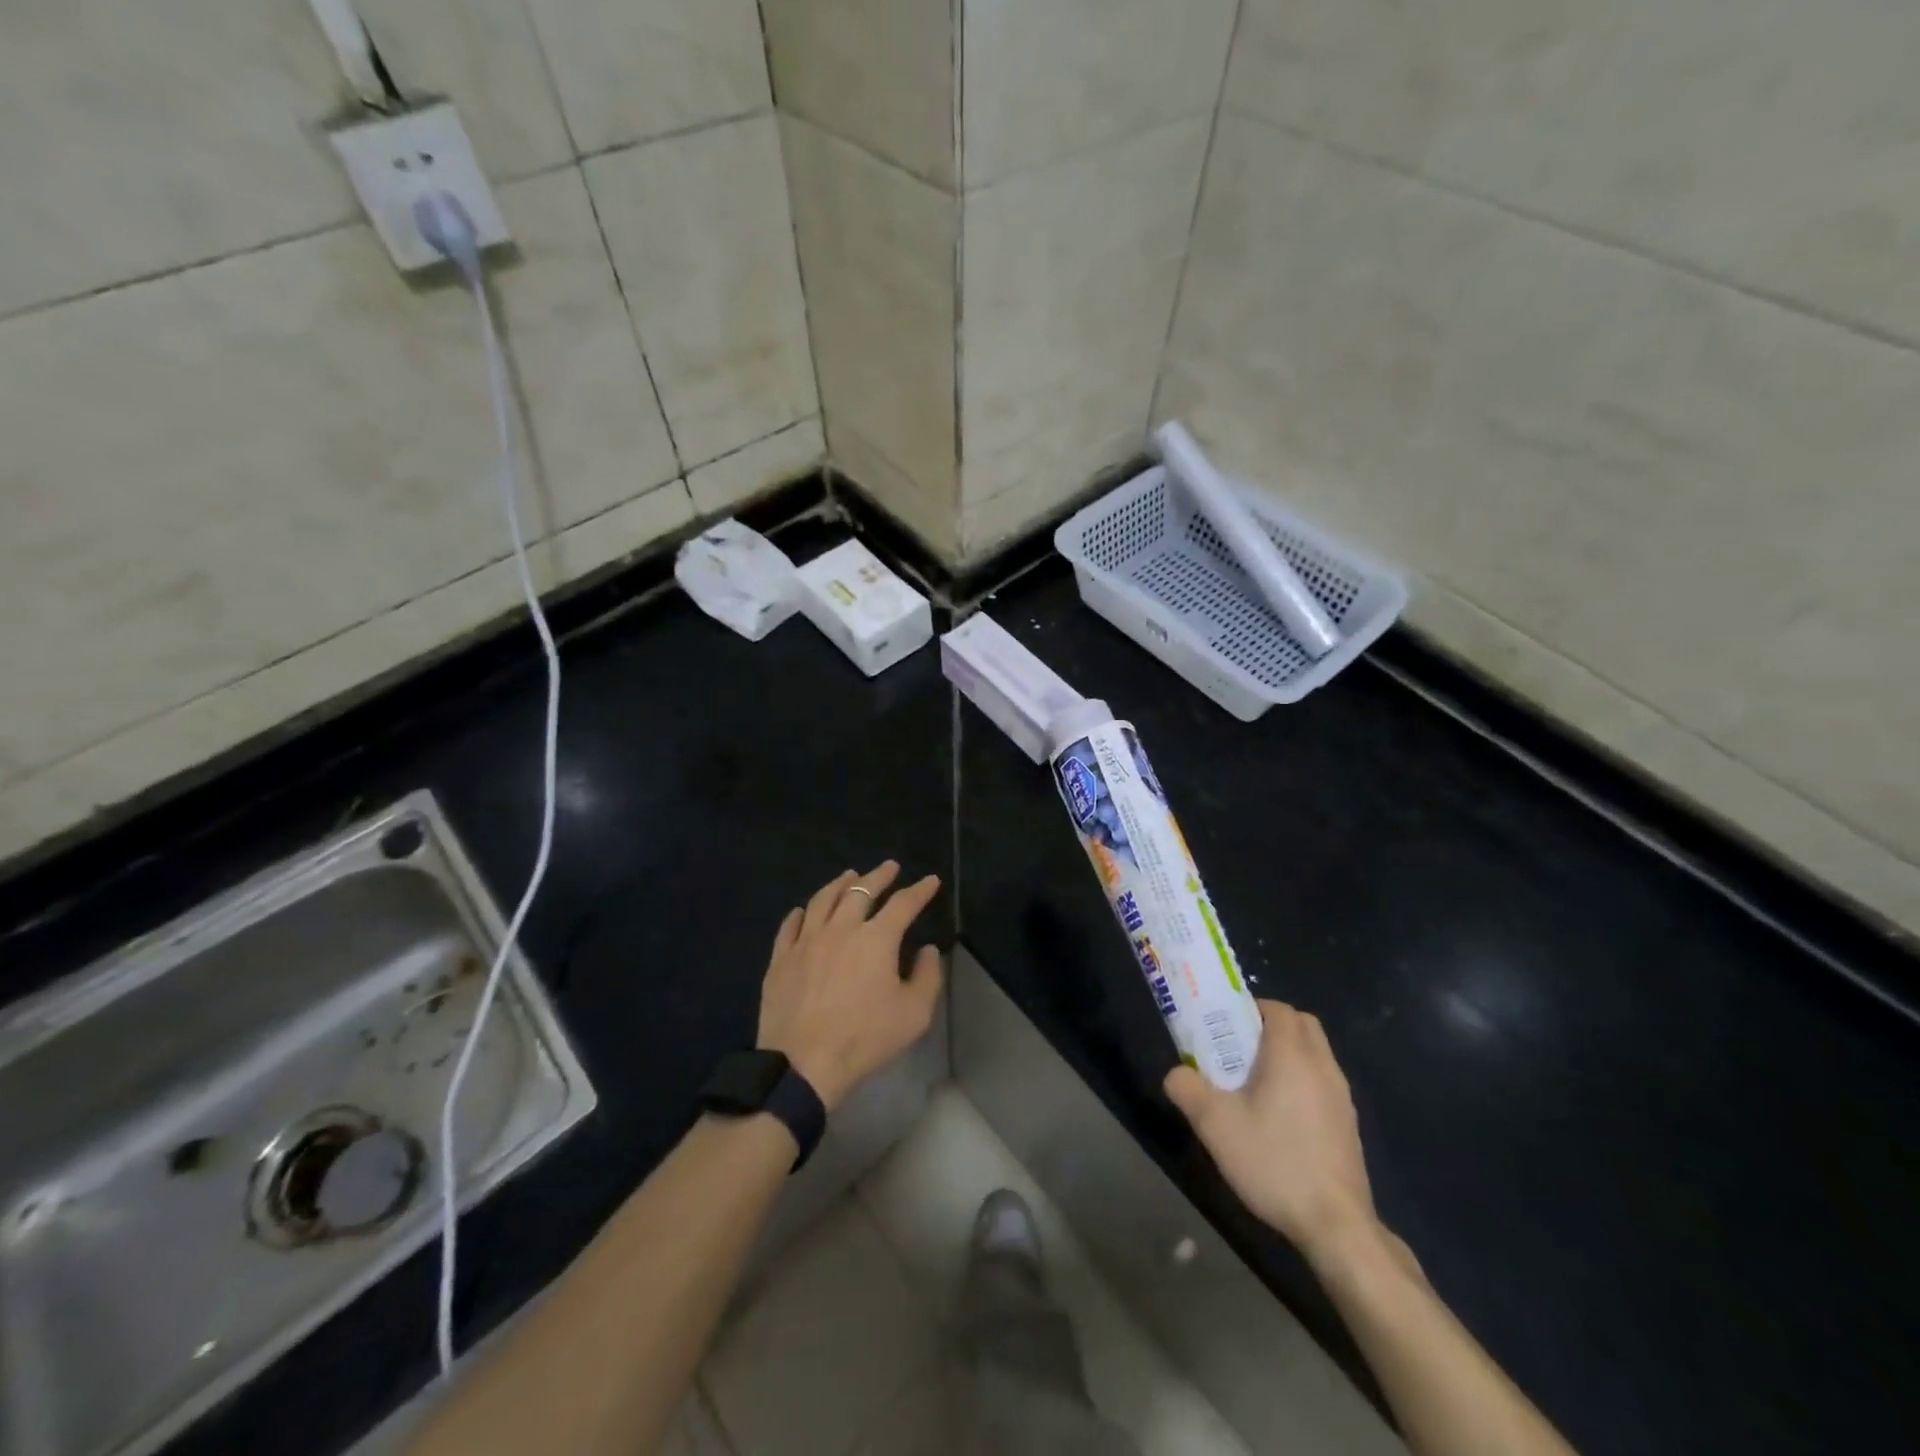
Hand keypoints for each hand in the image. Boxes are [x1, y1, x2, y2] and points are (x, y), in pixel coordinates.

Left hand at [757, 862, 943, 1112]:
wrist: (803, 1063)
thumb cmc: (865, 1038)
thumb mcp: (914, 1013)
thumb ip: (927, 976)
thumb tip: (927, 950)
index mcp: (876, 939)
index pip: (903, 904)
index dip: (920, 890)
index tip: (930, 881)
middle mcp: (841, 929)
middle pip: (860, 891)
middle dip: (879, 876)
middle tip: (890, 867)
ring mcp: (806, 942)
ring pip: (823, 900)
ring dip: (839, 884)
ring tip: (849, 875)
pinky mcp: (781, 959)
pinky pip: (790, 926)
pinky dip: (801, 913)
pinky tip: (804, 911)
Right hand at [1165, 999, 1381, 1265]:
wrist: (1336, 1226)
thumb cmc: (1275, 1162)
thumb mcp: (1216, 1126)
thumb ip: (1188, 1089)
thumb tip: (1176, 1074)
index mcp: (1293, 1056)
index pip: (1279, 1009)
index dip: (1251, 1009)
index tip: (1226, 1027)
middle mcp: (1323, 1068)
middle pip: (1302, 1025)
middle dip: (1271, 1026)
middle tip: (1239, 1049)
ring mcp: (1342, 1098)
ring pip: (1315, 1055)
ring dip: (1288, 1055)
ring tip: (1255, 1085)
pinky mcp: (1349, 1126)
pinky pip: (1323, 1083)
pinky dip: (1302, 1082)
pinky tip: (1279, 1118)